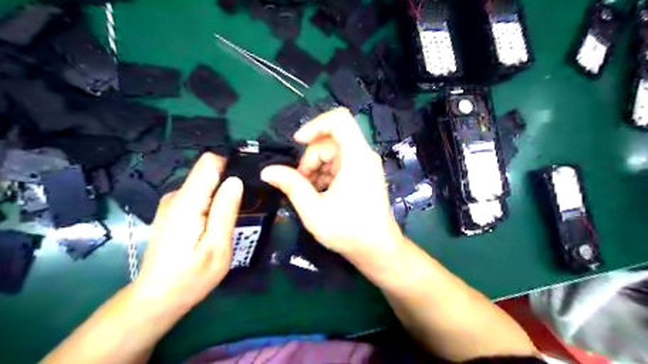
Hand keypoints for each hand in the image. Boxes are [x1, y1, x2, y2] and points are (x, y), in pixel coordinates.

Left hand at [131, 153, 242, 314]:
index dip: (230, 165)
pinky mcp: (173, 212)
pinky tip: (215, 226)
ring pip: (204, 186)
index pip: (209, 162)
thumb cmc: (190, 277)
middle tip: (242, 209)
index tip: (247, 180)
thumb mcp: (217, 247)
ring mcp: (172, 204)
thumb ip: (225, 211)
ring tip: (230, 221)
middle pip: (208, 173)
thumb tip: (235, 180)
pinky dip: (211, 204)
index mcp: (188, 202)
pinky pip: (198, 197)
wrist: (157, 298)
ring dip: (221, 197)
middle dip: (228, 184)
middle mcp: (176, 196)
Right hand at [261, 109, 403, 266]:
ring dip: (316, 168)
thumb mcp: (313, 210)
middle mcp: (363, 156)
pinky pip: (340, 164)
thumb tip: (267, 171)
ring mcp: (365, 166)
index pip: (339, 119)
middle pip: (331, 140)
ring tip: (308, 192)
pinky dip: (325, 174)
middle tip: (299, 182)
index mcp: (356, 157)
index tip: (297, 143)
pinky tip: (319, 194)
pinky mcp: (363, 175)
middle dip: (310, 157)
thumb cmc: (348, 231)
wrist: (378, 250)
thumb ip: (291, 186)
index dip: (315, 125)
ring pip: (333, 153)